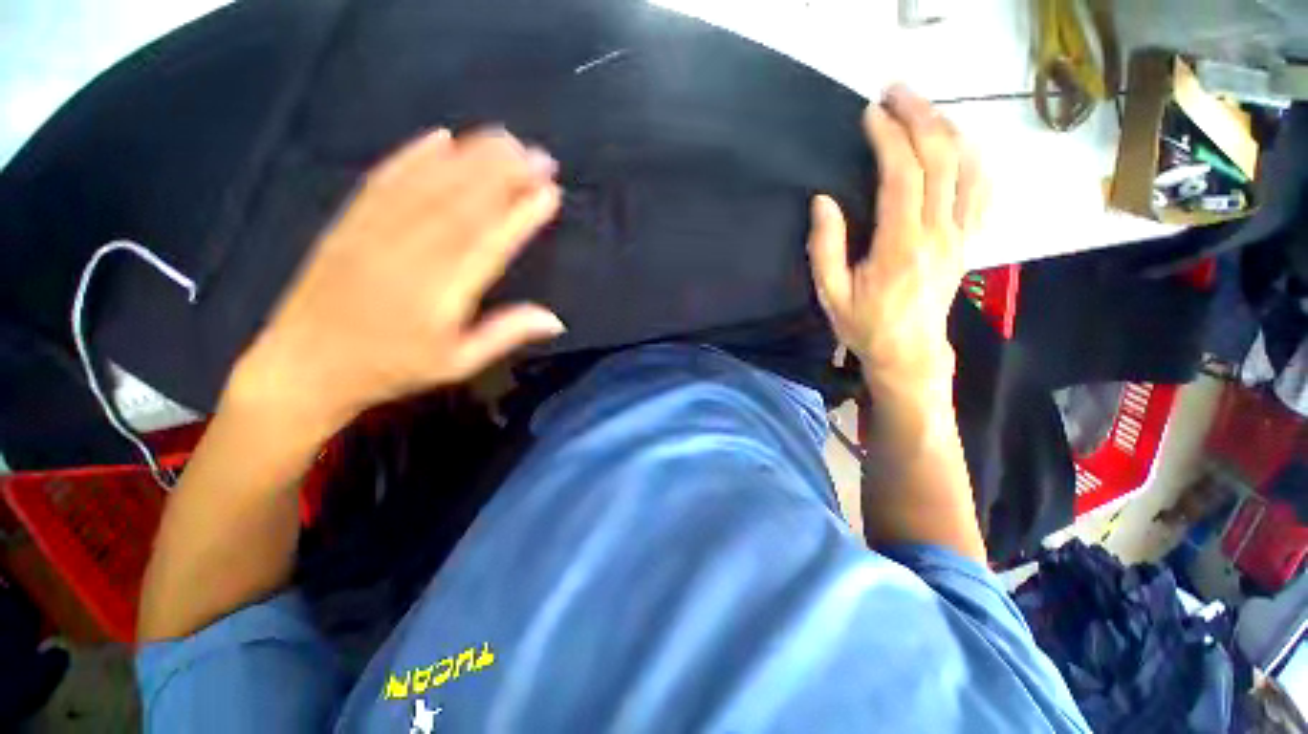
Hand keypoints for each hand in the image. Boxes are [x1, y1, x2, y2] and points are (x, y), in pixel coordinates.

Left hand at [228, 128, 564, 438]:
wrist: (304, 368)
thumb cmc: (390, 370)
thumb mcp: (458, 363)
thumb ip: (506, 334)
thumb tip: (556, 320)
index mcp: (441, 293)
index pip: (490, 243)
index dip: (522, 215)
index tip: (550, 192)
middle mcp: (410, 255)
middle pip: (463, 203)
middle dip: (505, 175)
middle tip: (538, 155)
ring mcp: (374, 233)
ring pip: (429, 185)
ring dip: (470, 158)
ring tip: (505, 138)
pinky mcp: (349, 223)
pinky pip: (384, 181)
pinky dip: (413, 156)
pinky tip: (439, 137)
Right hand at [807, 85, 988, 397]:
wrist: (909, 353)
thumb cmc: (865, 325)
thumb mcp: (831, 293)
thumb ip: (826, 247)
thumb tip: (823, 201)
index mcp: (901, 245)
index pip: (903, 176)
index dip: (889, 138)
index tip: (871, 114)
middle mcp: (939, 232)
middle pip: (940, 158)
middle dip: (919, 117)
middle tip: (896, 92)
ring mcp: (960, 235)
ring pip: (967, 166)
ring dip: (946, 129)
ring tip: (922, 109)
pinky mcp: (968, 241)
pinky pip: (981, 190)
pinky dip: (972, 158)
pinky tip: (958, 145)